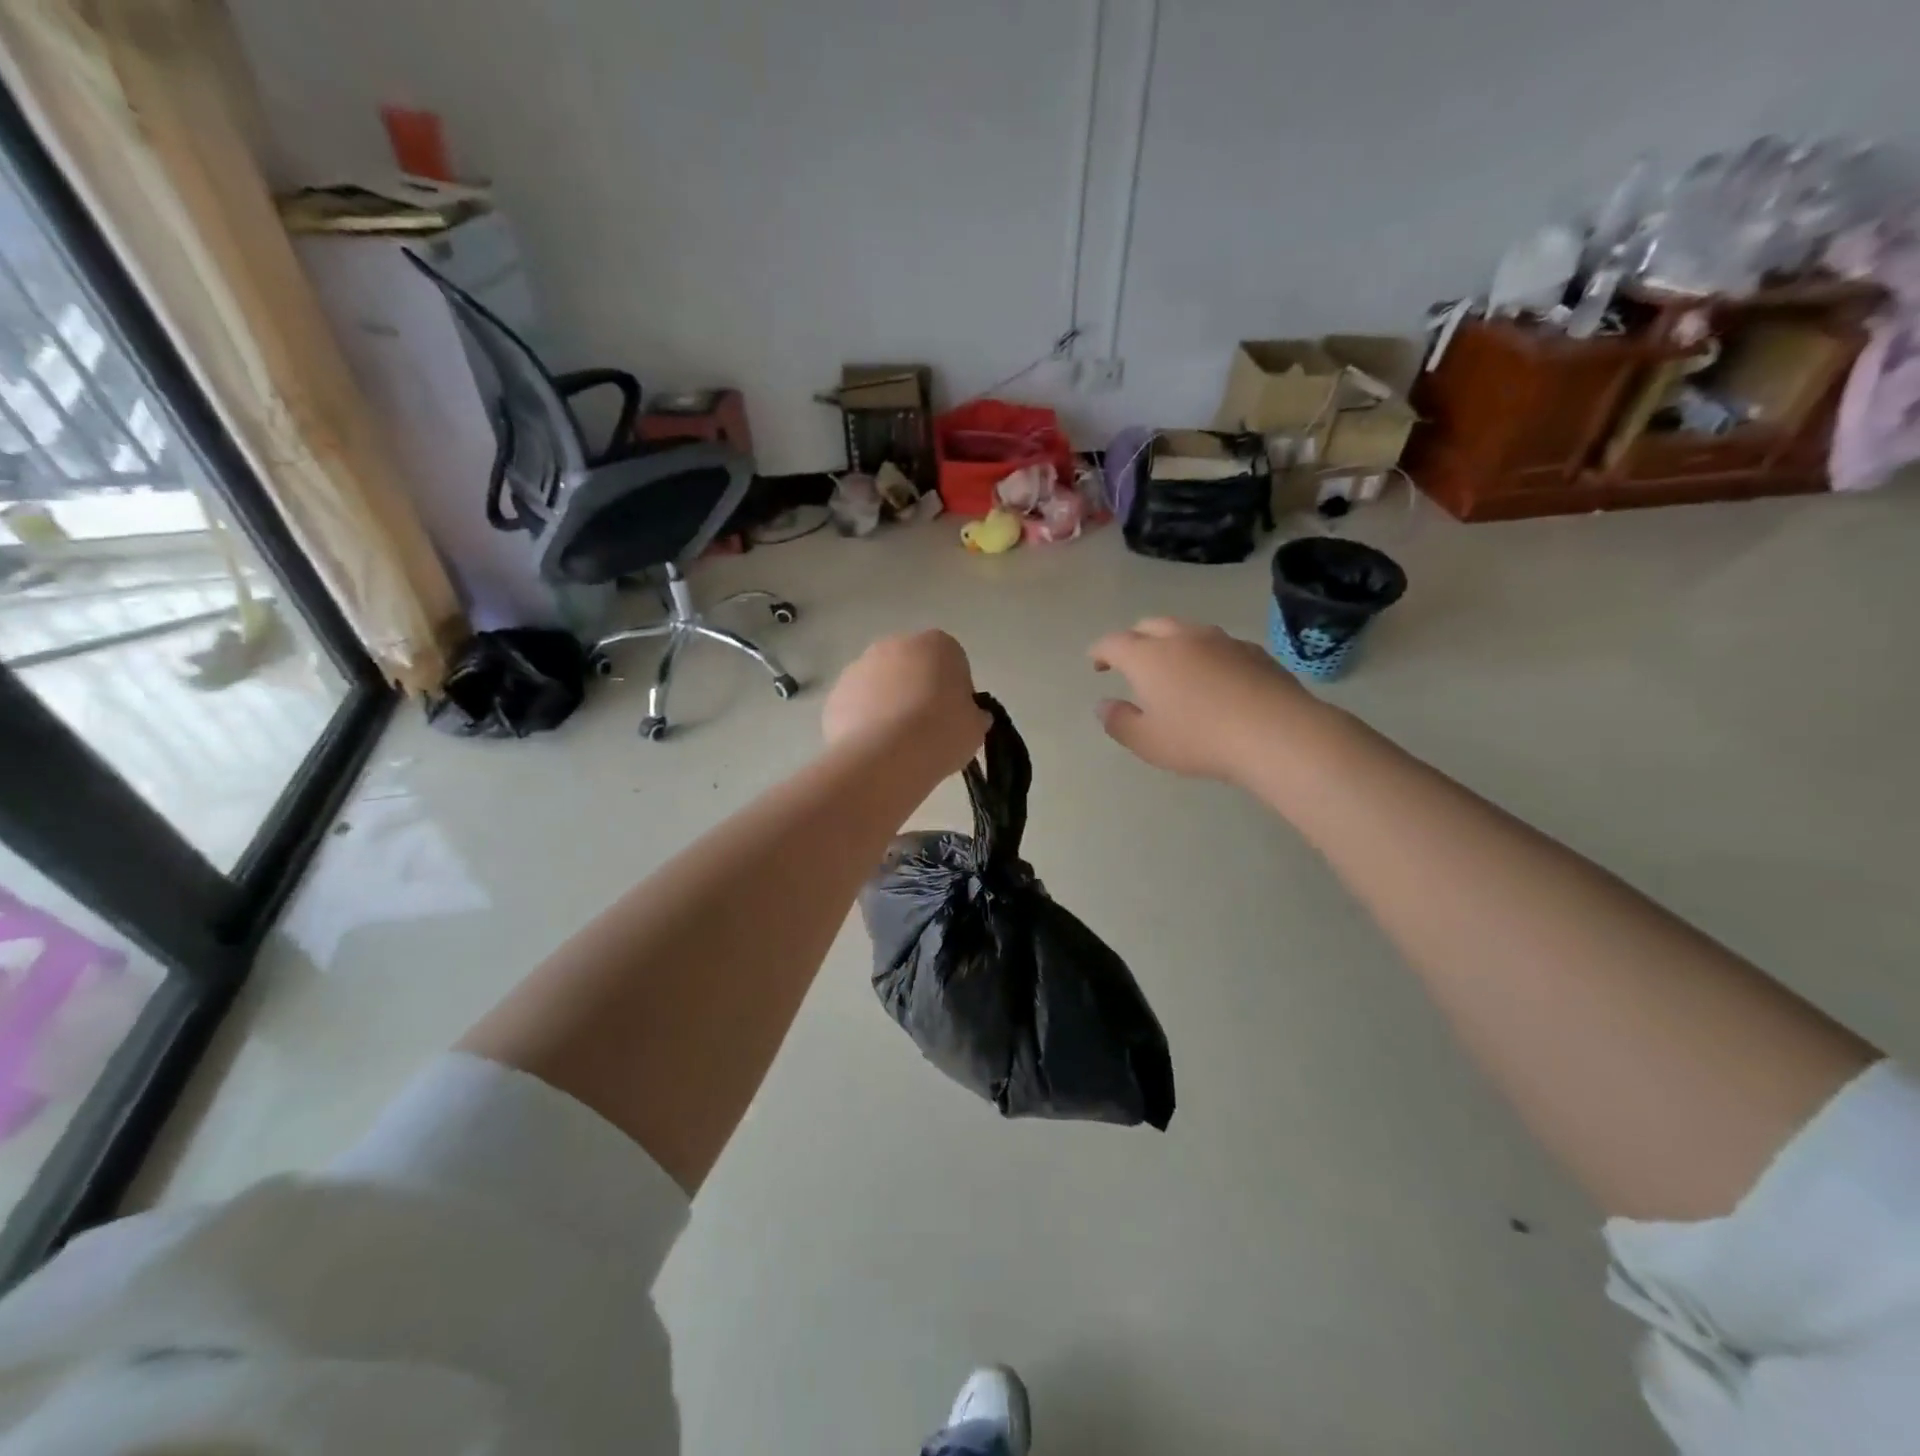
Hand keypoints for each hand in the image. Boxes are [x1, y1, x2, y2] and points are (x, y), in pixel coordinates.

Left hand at [824, 630, 989, 777]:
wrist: (886, 757)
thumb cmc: (942, 733)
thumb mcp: (976, 727)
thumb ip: (973, 714)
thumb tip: (971, 716)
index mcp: (936, 644)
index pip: (952, 661)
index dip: (955, 691)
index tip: (954, 718)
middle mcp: (894, 644)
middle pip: (911, 667)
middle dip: (917, 691)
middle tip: (926, 729)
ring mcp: (859, 667)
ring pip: (880, 685)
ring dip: (889, 705)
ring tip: (898, 744)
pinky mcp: (835, 694)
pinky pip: (857, 706)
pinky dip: (864, 722)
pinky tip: (875, 749)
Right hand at [1089, 618, 1321, 782]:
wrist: (1276, 733)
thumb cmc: (1200, 739)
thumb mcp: (1147, 742)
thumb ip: (1119, 722)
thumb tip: (1103, 705)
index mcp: (1148, 657)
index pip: (1114, 643)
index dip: (1100, 651)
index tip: (1096, 663)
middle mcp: (1182, 638)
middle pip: (1150, 625)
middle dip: (1134, 638)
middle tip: (1130, 661)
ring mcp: (1221, 640)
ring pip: (1186, 630)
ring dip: (1171, 643)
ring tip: (1172, 667)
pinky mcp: (1253, 651)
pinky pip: (1218, 645)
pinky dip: (1205, 654)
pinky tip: (1213, 678)